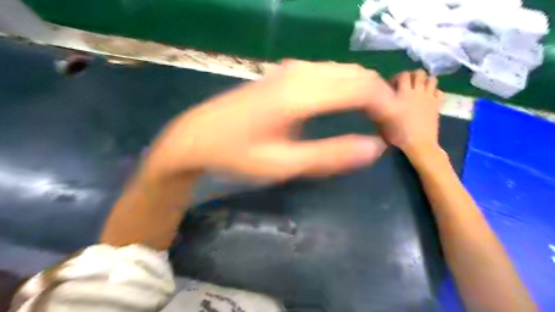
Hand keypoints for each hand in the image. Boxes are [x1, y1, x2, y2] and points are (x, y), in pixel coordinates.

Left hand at [145, 59, 391, 181]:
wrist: (197, 136)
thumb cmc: (237, 154)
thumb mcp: (284, 165)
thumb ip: (331, 156)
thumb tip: (375, 148)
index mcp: (301, 94)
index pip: (365, 89)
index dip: (390, 110)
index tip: (398, 137)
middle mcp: (301, 72)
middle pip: (360, 76)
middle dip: (384, 102)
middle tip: (391, 133)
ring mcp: (292, 70)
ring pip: (347, 73)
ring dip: (368, 95)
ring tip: (377, 122)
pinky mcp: (285, 74)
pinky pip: (331, 75)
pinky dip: (350, 89)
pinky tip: (350, 108)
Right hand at [374, 68, 445, 154]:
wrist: (418, 144)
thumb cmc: (398, 134)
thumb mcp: (382, 122)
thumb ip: (380, 108)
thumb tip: (375, 102)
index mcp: (402, 94)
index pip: (402, 75)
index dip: (396, 78)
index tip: (392, 87)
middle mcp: (417, 91)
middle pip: (419, 73)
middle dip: (412, 76)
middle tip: (406, 86)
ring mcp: (429, 97)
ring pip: (432, 78)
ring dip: (425, 81)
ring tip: (418, 90)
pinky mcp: (438, 104)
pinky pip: (439, 90)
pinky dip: (434, 91)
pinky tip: (427, 99)